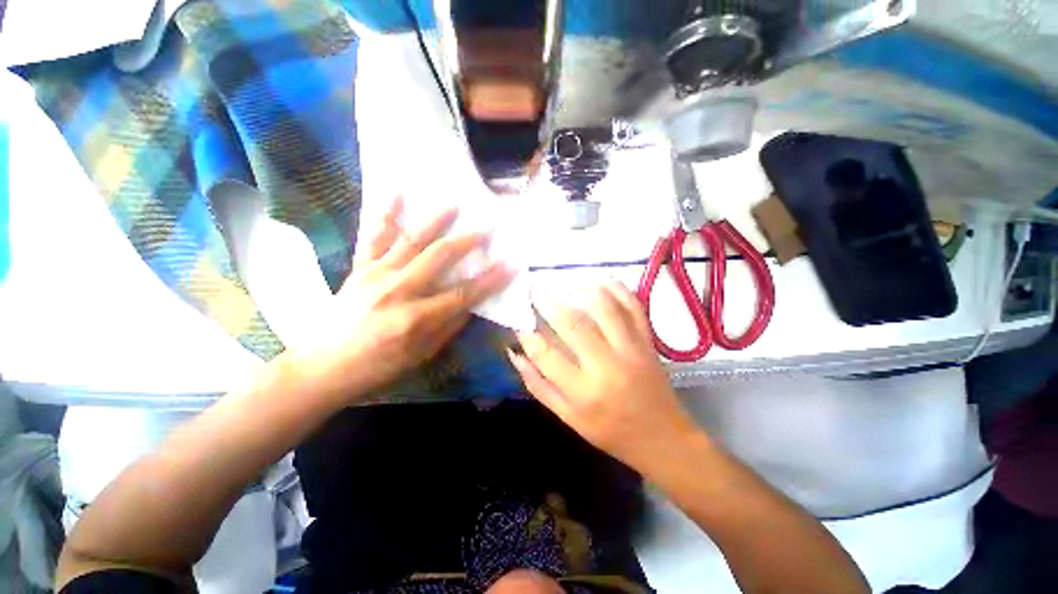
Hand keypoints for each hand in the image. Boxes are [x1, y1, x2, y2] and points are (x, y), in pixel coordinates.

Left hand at [292, 197, 513, 401]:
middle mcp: (398, 291)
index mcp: (417, 319)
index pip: (463, 294)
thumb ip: (449, 327)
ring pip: (410, 241)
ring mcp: (376, 275)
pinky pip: (373, 237)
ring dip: (434, 221)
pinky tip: (397, 194)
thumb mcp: (422, 355)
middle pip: (440, 258)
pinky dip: (385, 215)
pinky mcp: (360, 269)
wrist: (323, 367)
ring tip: (453, 204)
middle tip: (486, 229)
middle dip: (467, 242)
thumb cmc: (378, 368)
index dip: (490, 280)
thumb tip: (471, 304)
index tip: (510, 266)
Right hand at [509, 283, 702, 470]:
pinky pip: (633, 305)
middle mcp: (608, 366)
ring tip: (564, 289)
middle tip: (535, 294)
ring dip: (580, 291)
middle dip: (548, 303)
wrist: (662, 438)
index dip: (527, 335)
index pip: (546, 354)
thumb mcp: (568, 418)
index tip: (518, 321)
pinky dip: (616, 289)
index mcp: (584, 392)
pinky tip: (599, 283)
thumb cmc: (610, 432)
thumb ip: (538, 385)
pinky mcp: (648, 340)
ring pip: (604, 307)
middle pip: (573, 323)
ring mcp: (632, 349)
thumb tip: (515, 353)